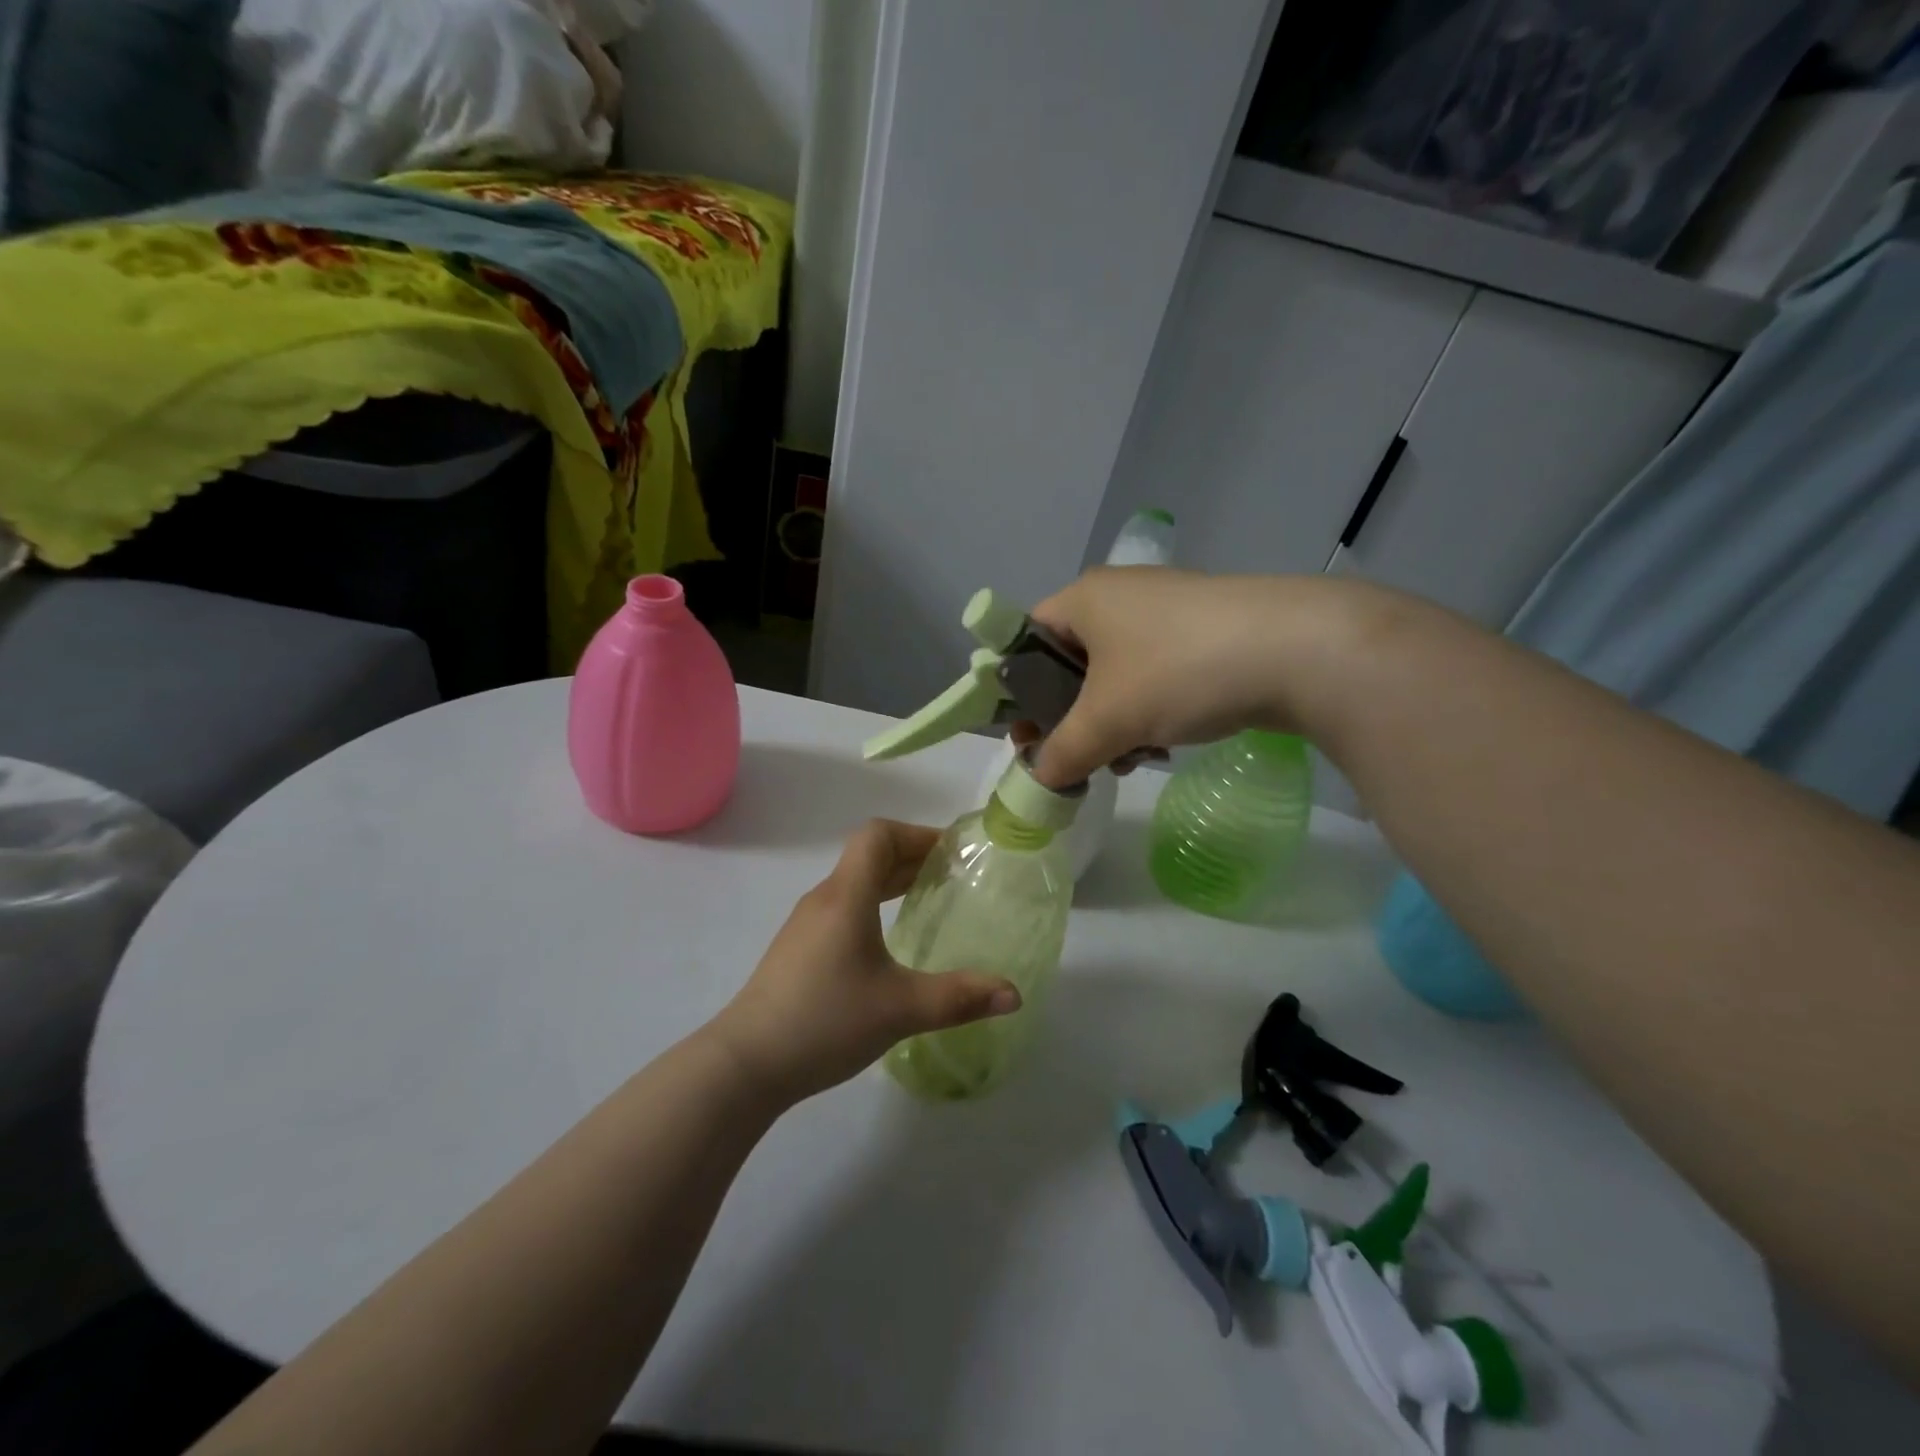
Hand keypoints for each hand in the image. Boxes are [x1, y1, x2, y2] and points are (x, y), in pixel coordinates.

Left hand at [709, 820, 1020, 1105]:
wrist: (745, 1064)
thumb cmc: (825, 1021)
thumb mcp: (900, 1009)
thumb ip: (960, 998)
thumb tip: (1014, 994)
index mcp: (846, 896)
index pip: (878, 835)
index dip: (917, 834)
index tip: (952, 853)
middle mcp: (824, 899)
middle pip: (869, 855)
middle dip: (912, 857)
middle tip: (954, 876)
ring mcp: (806, 925)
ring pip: (854, 883)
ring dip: (891, 881)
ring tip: (928, 900)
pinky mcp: (798, 949)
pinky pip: (843, 907)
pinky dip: (873, 905)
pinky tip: (889, 941)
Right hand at [1027, 568, 1347, 788]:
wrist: (1298, 651)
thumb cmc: (1178, 672)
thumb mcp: (1107, 721)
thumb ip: (1061, 753)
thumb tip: (1040, 778)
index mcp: (1084, 599)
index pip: (1026, 639)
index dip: (1018, 691)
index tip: (1028, 736)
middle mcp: (1120, 596)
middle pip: (1071, 663)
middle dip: (1071, 718)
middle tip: (1077, 758)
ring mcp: (1166, 611)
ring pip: (1115, 675)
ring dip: (1111, 724)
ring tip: (1127, 760)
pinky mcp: (1204, 632)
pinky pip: (1154, 674)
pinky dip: (1148, 712)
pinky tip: (1164, 745)